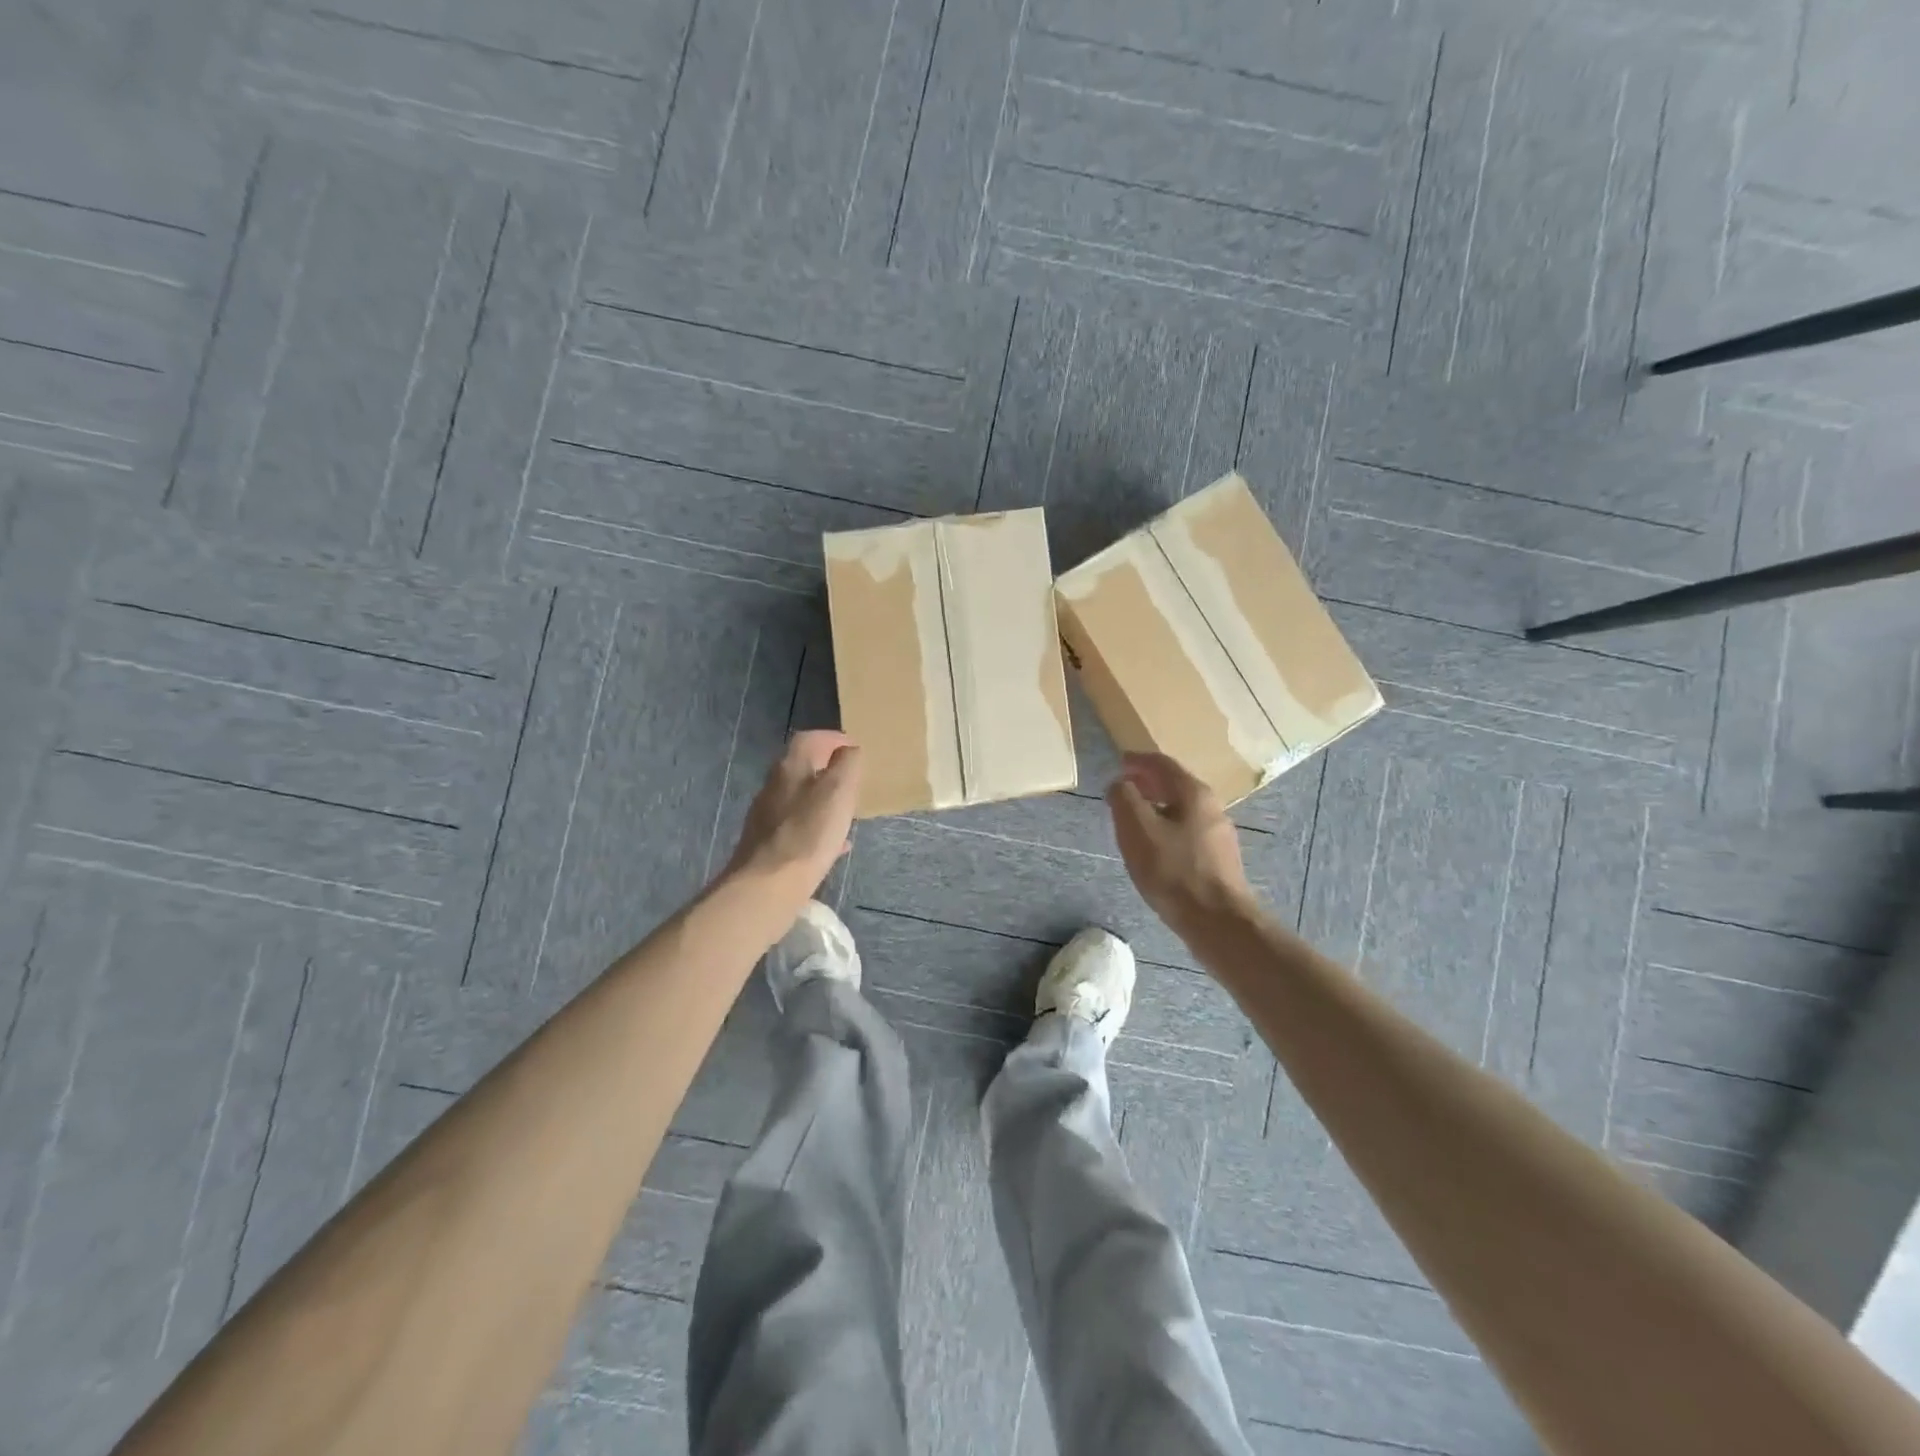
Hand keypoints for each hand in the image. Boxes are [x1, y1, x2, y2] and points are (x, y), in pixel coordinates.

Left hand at [724, 731, 862, 894]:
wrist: (768, 885)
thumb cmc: (809, 832)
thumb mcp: (839, 790)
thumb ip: (848, 764)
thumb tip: (850, 750)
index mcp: (790, 767)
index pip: (809, 738)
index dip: (832, 738)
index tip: (855, 747)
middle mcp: (774, 786)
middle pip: (802, 767)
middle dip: (828, 768)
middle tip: (853, 778)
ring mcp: (767, 816)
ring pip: (800, 798)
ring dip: (823, 798)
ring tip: (847, 810)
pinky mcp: (768, 844)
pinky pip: (798, 827)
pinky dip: (818, 827)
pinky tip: (835, 845)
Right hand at [1107, 752, 1256, 934]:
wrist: (1217, 920)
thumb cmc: (1173, 870)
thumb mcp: (1137, 829)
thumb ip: (1124, 798)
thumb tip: (1120, 783)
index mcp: (1193, 793)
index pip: (1162, 764)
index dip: (1138, 760)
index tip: (1120, 761)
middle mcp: (1212, 806)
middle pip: (1175, 784)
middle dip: (1148, 782)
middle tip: (1124, 786)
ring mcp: (1218, 834)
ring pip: (1182, 808)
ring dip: (1157, 805)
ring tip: (1134, 815)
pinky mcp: (1218, 858)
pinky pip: (1187, 830)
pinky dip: (1167, 825)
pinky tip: (1154, 844)